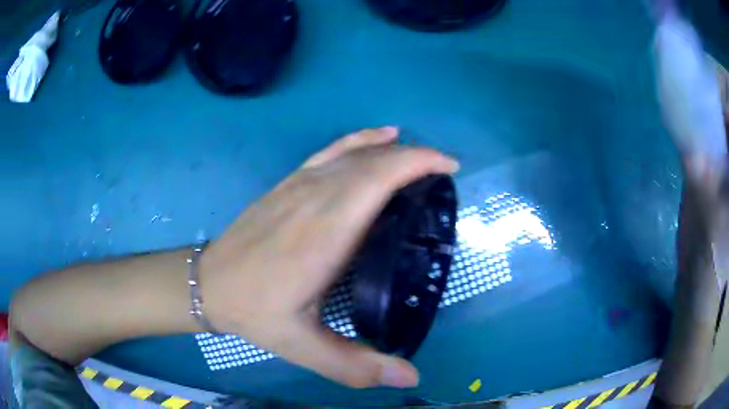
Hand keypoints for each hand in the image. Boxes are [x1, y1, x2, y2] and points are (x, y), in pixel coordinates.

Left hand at [199, 127, 458, 387]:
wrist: (209, 284)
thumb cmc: (256, 312)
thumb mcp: (303, 347)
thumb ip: (356, 365)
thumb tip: (411, 379)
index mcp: (325, 231)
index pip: (378, 178)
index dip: (417, 163)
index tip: (449, 168)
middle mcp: (315, 196)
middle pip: (373, 160)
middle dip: (416, 157)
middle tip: (445, 174)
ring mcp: (300, 183)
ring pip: (355, 152)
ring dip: (393, 150)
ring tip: (422, 160)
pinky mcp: (289, 182)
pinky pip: (332, 150)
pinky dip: (361, 139)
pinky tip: (380, 135)